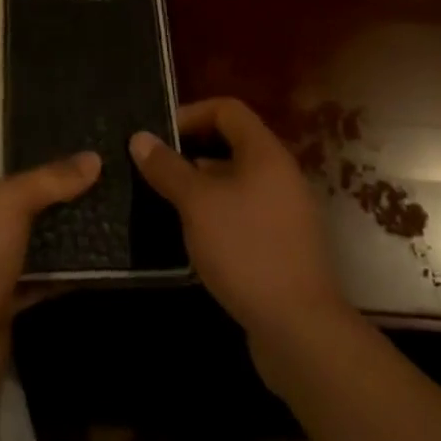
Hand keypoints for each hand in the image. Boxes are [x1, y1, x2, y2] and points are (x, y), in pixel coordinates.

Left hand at [0, 148, 100, 408]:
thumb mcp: (8, 204)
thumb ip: (50, 180)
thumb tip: (94, 158)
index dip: (13, 140)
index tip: (56, 133)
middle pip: (12, 190)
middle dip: (47, 183)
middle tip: (92, 166)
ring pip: (27, 232)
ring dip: (59, 225)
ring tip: (103, 201)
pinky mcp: (1, 295)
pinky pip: (38, 273)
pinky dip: (62, 267)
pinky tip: (97, 253)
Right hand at [131, 98, 345, 347]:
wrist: (300, 330)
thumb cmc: (246, 250)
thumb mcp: (197, 204)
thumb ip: (168, 168)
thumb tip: (140, 137)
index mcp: (265, 152)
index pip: (227, 109)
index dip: (191, 113)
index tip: (158, 135)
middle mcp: (280, 174)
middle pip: (232, 144)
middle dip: (191, 151)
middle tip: (155, 167)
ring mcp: (285, 212)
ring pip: (236, 181)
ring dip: (201, 185)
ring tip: (164, 201)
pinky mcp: (282, 245)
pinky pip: (244, 212)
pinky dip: (217, 214)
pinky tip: (192, 236)